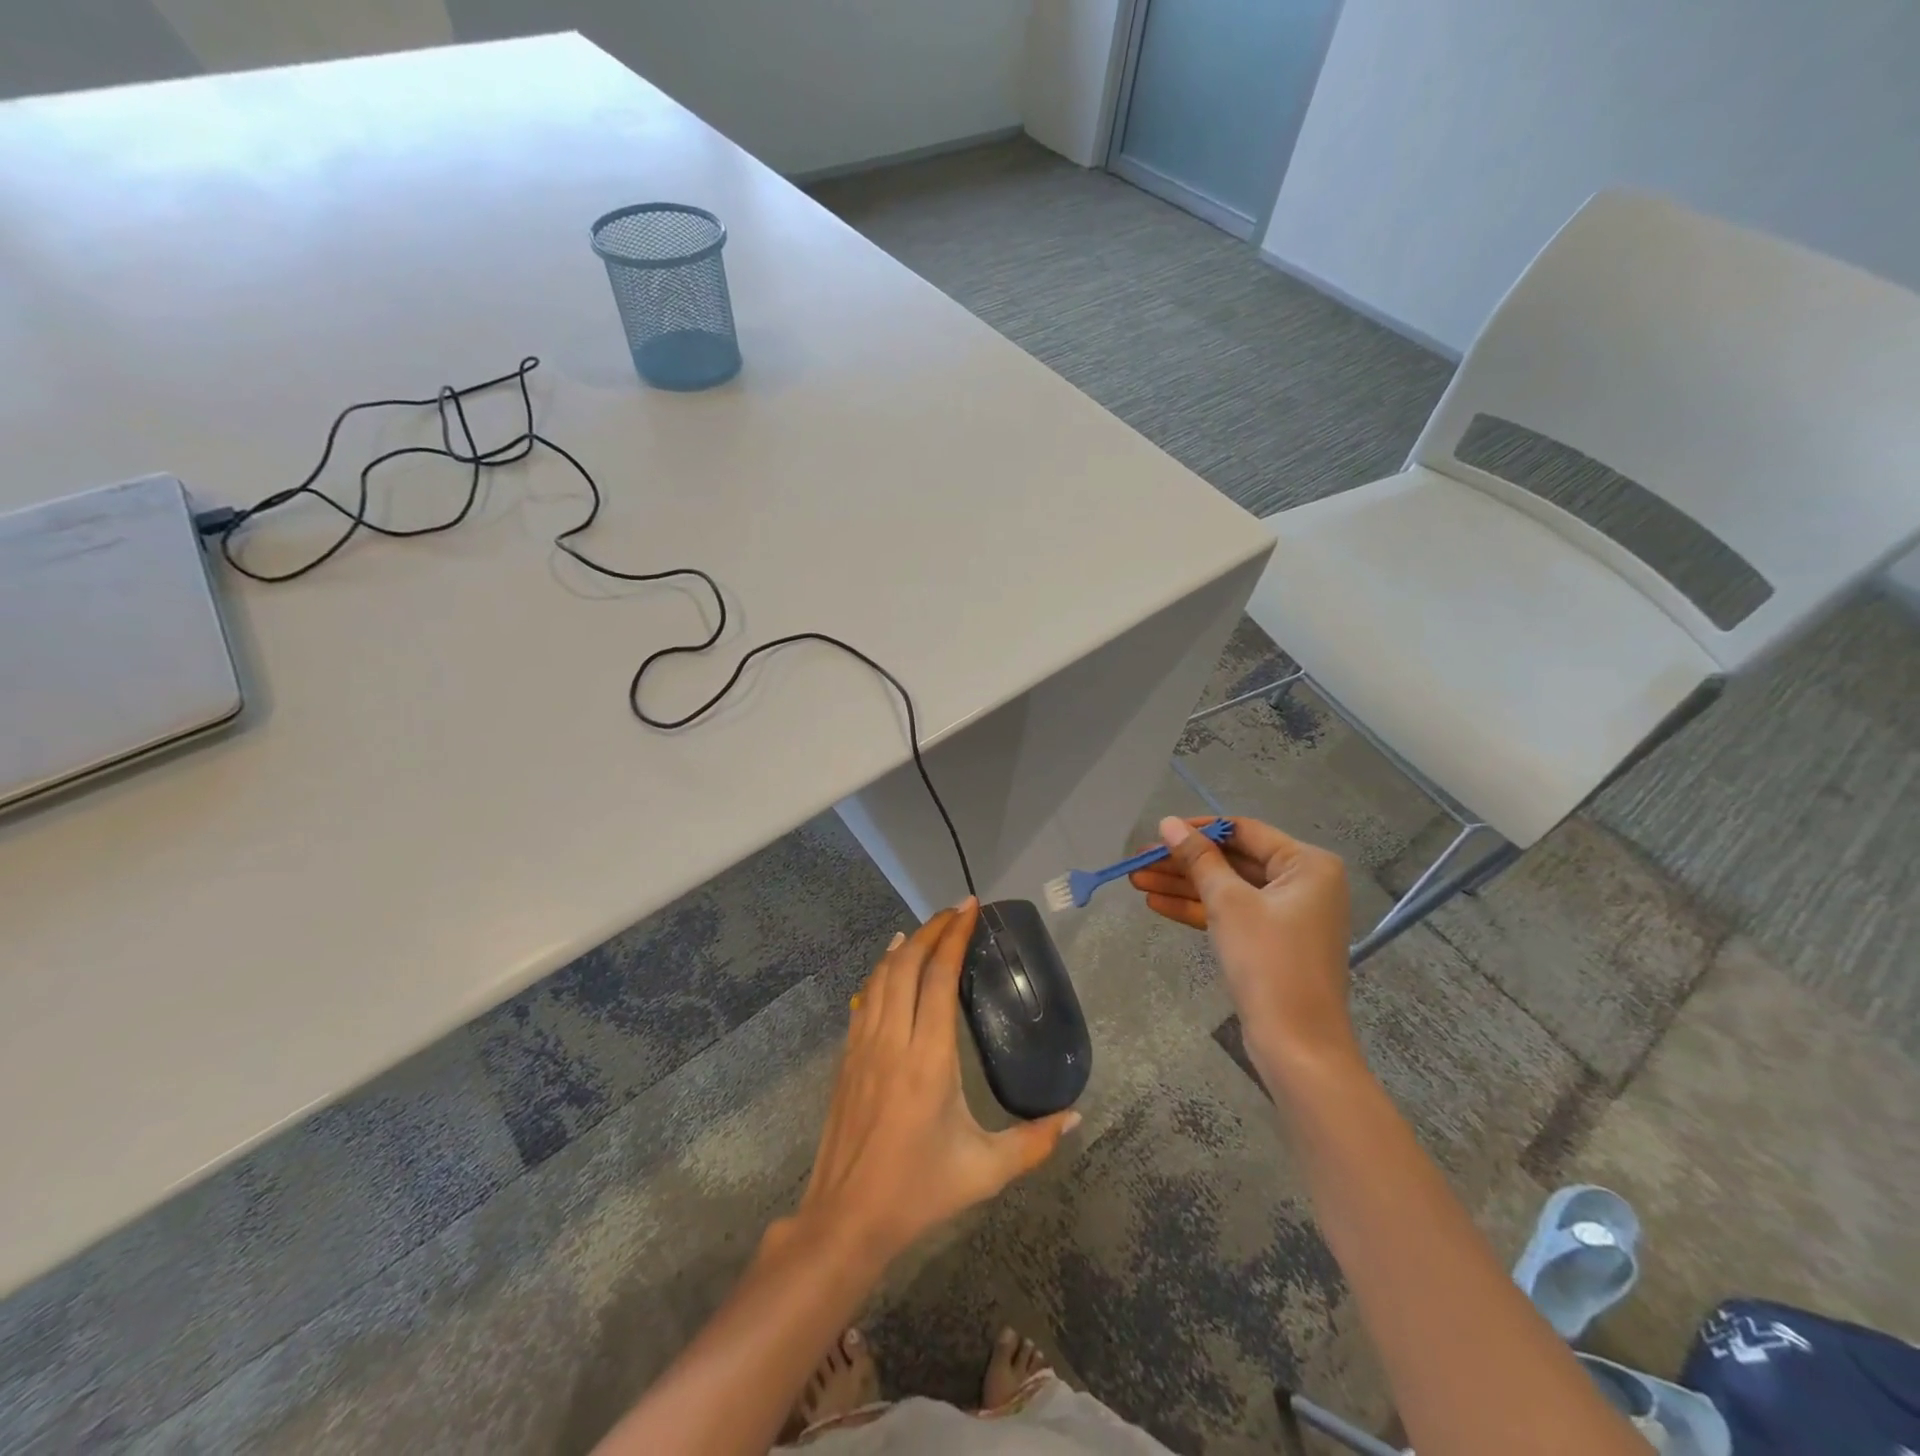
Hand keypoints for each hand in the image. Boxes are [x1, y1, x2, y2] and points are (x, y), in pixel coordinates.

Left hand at [789, 901, 1079, 1262]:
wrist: (845, 1219)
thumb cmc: (918, 1191)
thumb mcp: (985, 1171)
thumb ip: (1034, 1142)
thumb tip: (1076, 1116)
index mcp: (929, 1059)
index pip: (939, 978)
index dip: (954, 936)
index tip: (970, 908)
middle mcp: (893, 1040)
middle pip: (908, 964)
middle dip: (931, 929)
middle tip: (956, 911)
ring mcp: (864, 1046)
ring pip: (881, 976)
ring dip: (906, 945)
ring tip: (928, 927)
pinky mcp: (847, 1057)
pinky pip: (865, 998)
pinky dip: (881, 970)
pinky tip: (890, 963)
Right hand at [1129, 816, 1355, 1069]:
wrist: (1297, 1045)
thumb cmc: (1268, 961)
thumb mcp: (1228, 902)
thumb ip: (1198, 859)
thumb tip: (1168, 822)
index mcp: (1307, 864)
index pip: (1244, 831)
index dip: (1198, 830)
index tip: (1158, 833)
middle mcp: (1304, 883)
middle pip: (1233, 860)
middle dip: (1184, 862)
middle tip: (1139, 861)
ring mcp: (1289, 915)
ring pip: (1228, 888)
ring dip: (1183, 885)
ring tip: (1136, 881)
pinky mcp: (1273, 942)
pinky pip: (1233, 914)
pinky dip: (1198, 909)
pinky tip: (1157, 904)